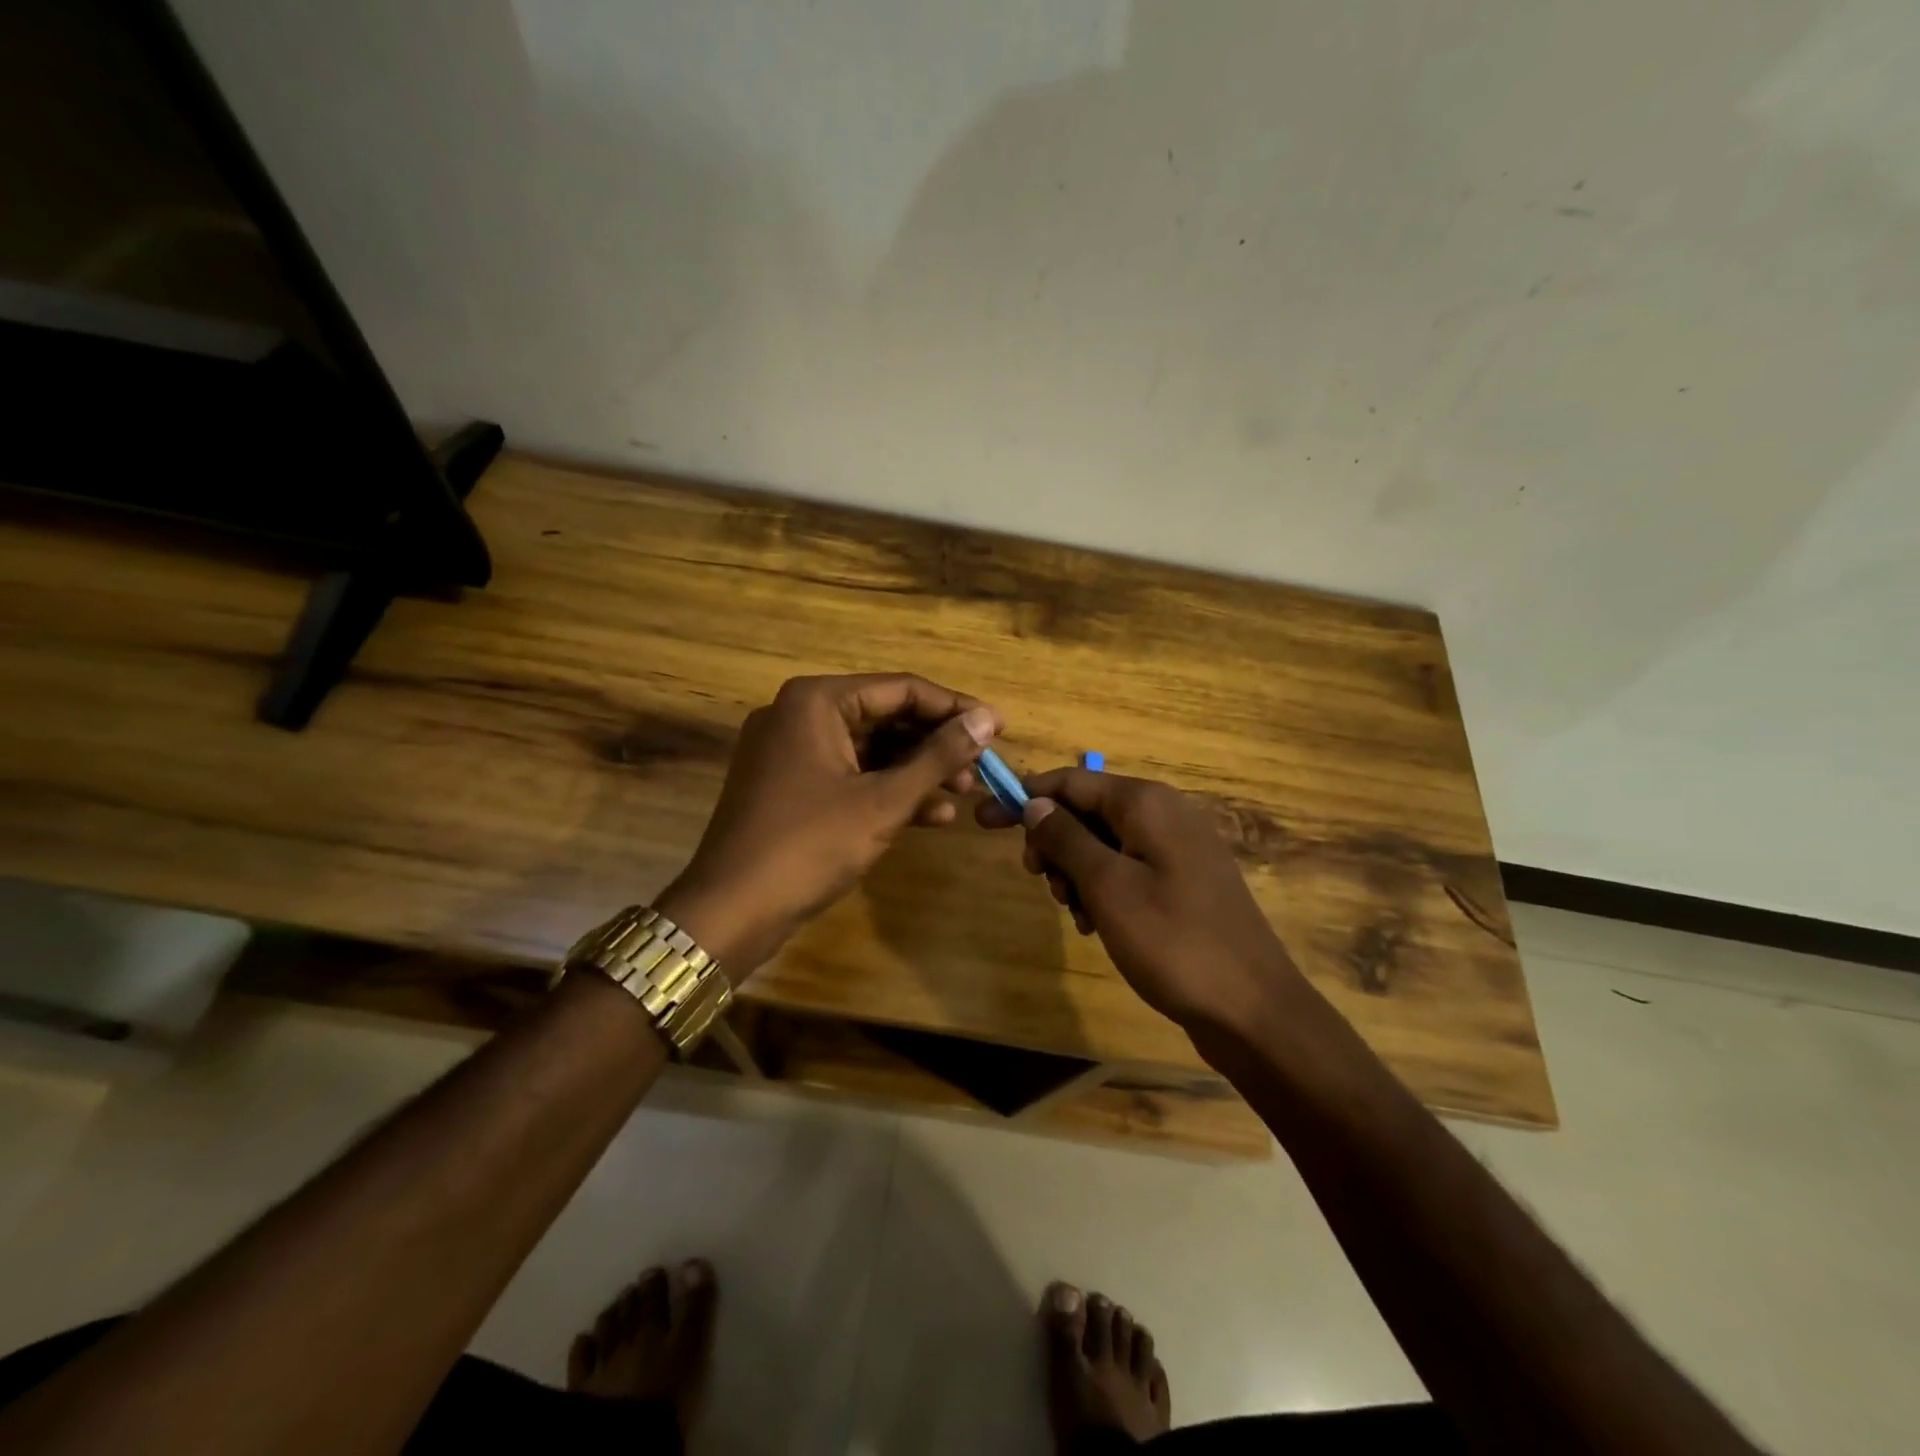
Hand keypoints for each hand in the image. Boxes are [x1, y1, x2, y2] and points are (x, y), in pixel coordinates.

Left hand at [661, 674, 1000, 972]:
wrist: (730, 911)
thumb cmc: (810, 846)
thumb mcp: (884, 801)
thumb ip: (939, 756)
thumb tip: (988, 720)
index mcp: (816, 701)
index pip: (902, 689)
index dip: (955, 709)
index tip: (999, 728)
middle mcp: (800, 713)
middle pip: (886, 716)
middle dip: (936, 744)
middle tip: (982, 768)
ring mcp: (791, 750)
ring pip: (870, 749)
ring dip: (917, 771)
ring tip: (965, 793)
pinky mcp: (790, 785)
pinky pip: (850, 774)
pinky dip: (887, 790)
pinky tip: (931, 815)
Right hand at [981, 768, 1299, 1033]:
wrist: (1253, 1010)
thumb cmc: (1173, 941)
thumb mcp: (1107, 887)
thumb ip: (1065, 839)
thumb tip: (1033, 804)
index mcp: (1146, 803)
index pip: (1070, 782)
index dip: (1023, 797)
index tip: (982, 820)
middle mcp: (1164, 814)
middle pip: (1086, 811)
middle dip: (1054, 843)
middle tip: (1041, 882)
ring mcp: (1177, 849)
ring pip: (1103, 844)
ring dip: (1076, 873)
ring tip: (1077, 914)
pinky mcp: (1183, 882)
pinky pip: (1126, 869)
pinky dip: (1102, 889)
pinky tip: (1097, 925)